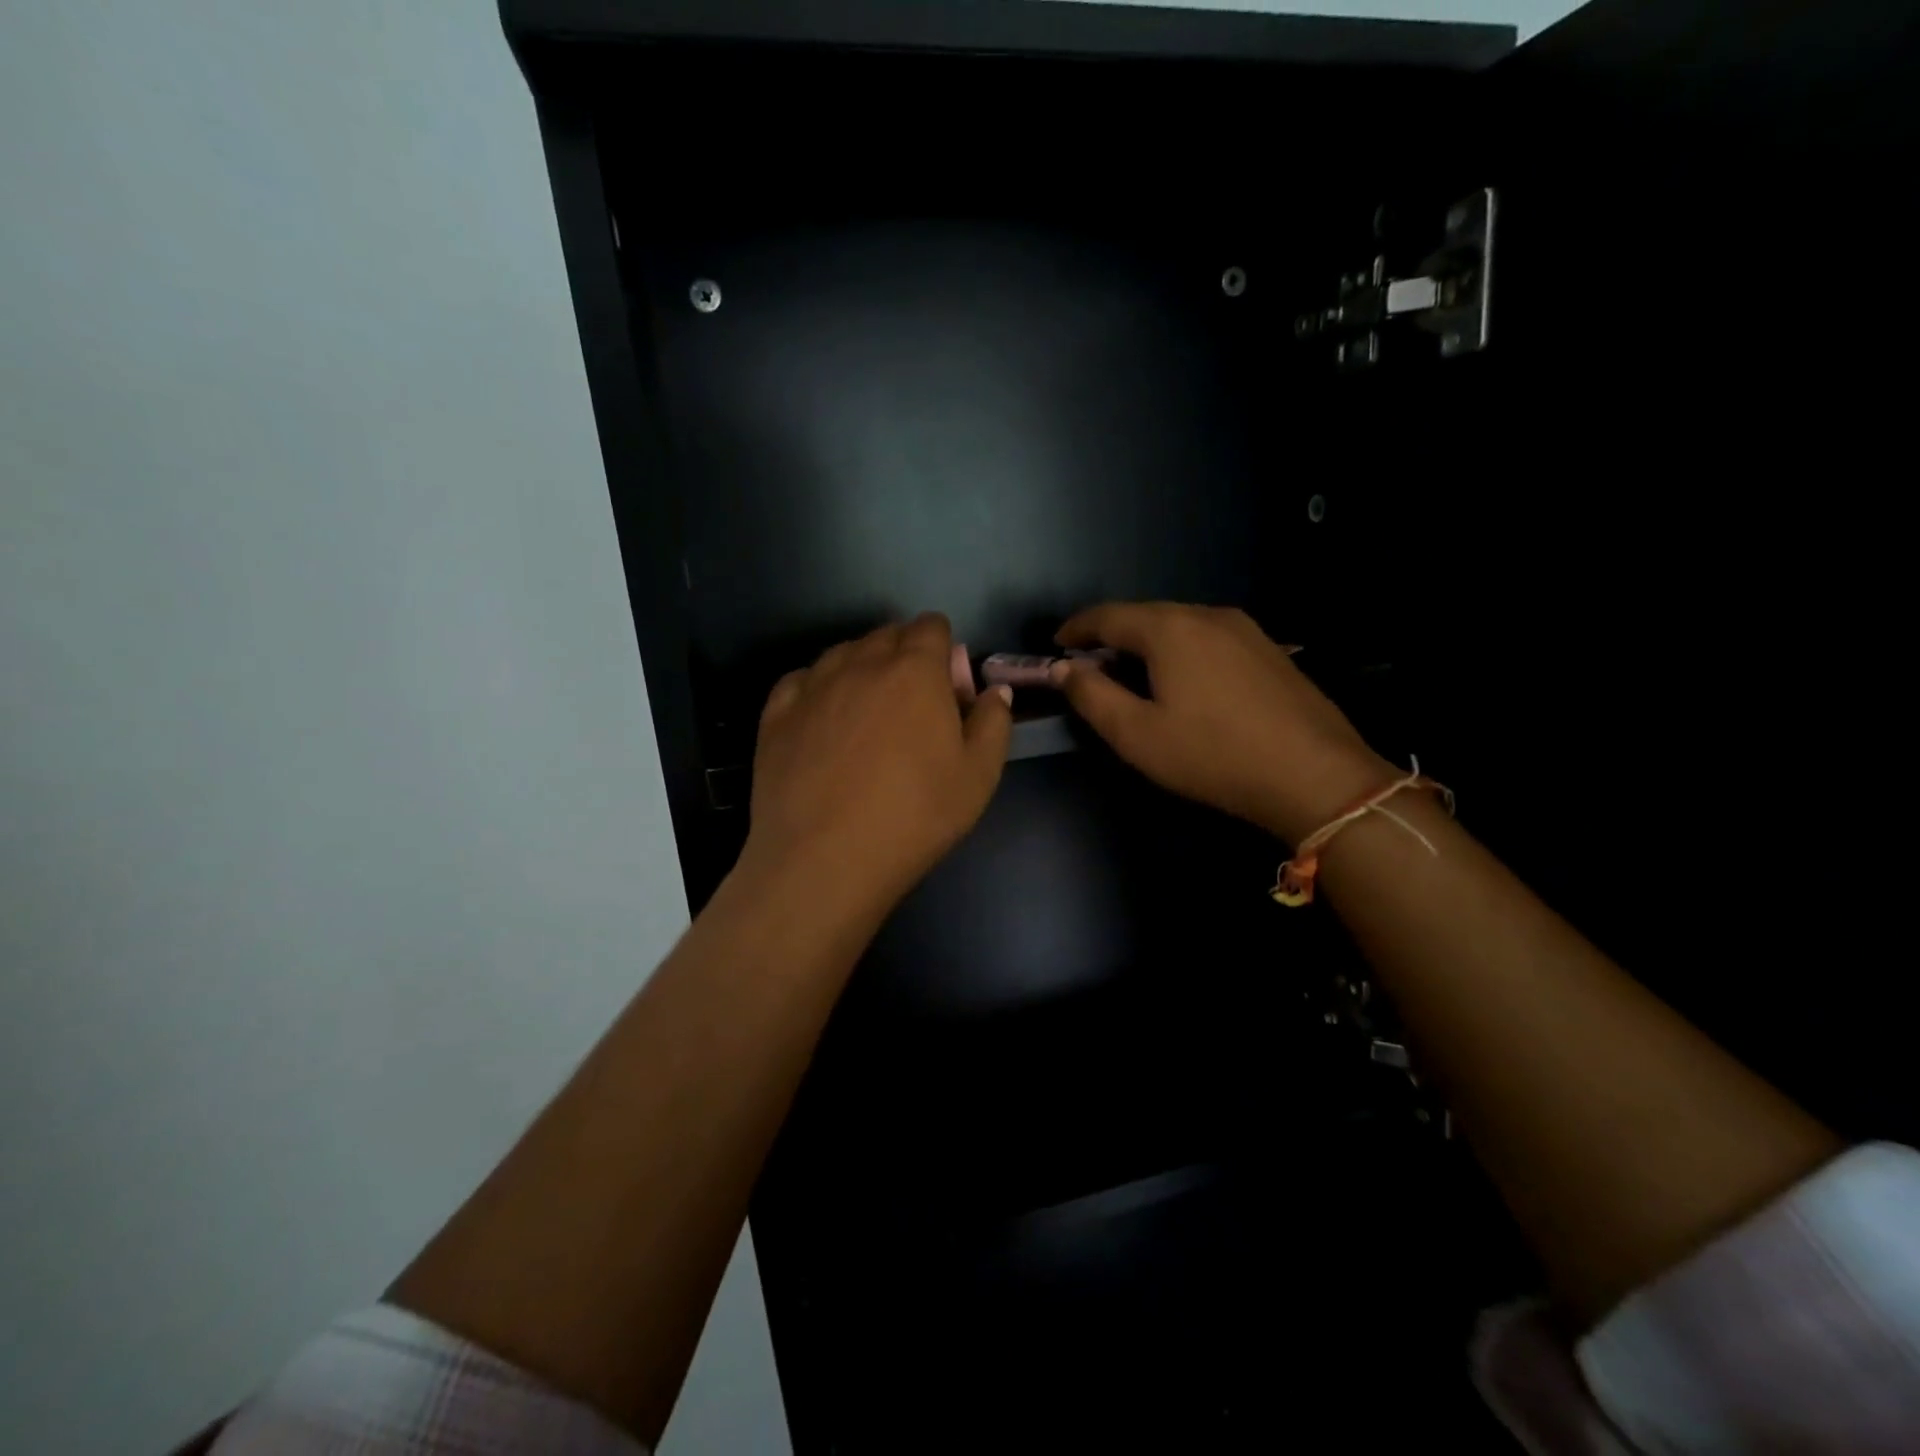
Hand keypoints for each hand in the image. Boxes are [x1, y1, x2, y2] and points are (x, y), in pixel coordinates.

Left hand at [744, 614, 1013, 913]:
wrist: (825, 859)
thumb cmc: (914, 816)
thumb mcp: (979, 776)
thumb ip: (993, 723)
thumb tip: (993, 692)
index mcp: (915, 670)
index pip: (931, 627)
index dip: (944, 649)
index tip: (946, 688)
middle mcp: (861, 663)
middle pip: (887, 635)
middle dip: (904, 655)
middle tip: (912, 706)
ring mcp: (813, 685)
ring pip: (843, 653)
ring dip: (862, 669)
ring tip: (867, 715)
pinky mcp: (776, 713)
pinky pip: (802, 680)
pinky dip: (818, 689)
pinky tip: (823, 720)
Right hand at [1053, 602, 1392, 842]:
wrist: (1315, 775)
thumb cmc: (1213, 755)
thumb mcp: (1137, 734)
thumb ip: (1092, 696)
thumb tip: (1063, 669)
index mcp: (1170, 629)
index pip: (1108, 615)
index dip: (1076, 628)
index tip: (1056, 645)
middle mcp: (1207, 615)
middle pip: (1145, 615)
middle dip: (1111, 636)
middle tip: (1089, 665)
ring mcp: (1245, 629)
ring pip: (1179, 625)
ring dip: (1147, 643)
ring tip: (1132, 674)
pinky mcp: (1269, 649)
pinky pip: (1208, 638)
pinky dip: (1181, 650)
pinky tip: (1183, 681)